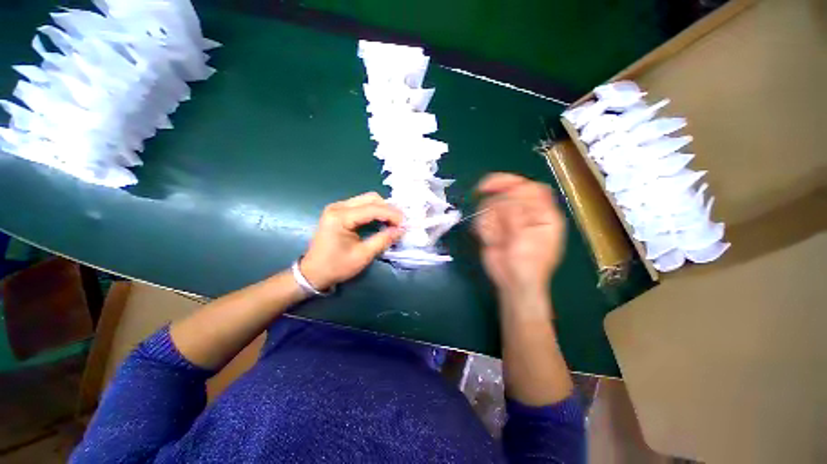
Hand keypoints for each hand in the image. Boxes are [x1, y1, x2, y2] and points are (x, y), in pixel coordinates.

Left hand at [301, 192, 403, 289]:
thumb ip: (383, 240)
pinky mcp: (339, 211)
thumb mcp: (363, 255)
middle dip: (388, 209)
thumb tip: (401, 230)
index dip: (392, 214)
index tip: (405, 224)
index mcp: (340, 217)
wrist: (313, 272)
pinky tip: (381, 221)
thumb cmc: (336, 266)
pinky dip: (375, 211)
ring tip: (393, 222)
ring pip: (367, 199)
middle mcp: (338, 206)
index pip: (373, 209)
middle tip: (399, 223)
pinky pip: (362, 205)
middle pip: (371, 198)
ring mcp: (337, 207)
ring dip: (382, 209)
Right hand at [475, 173, 565, 299]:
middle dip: (496, 201)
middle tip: (484, 202)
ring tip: (496, 240)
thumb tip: (503, 198)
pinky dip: (483, 228)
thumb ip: (517, 215)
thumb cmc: (528, 264)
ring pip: (492, 204)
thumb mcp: (527, 239)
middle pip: (509, 191)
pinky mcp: (494, 226)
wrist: (513, 283)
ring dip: (489, 221)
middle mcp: (525, 212)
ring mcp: (508, 219)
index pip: (531, 188)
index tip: (493, 186)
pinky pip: (483, 218)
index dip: (513, 183)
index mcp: (543, 213)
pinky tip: (490, 241)